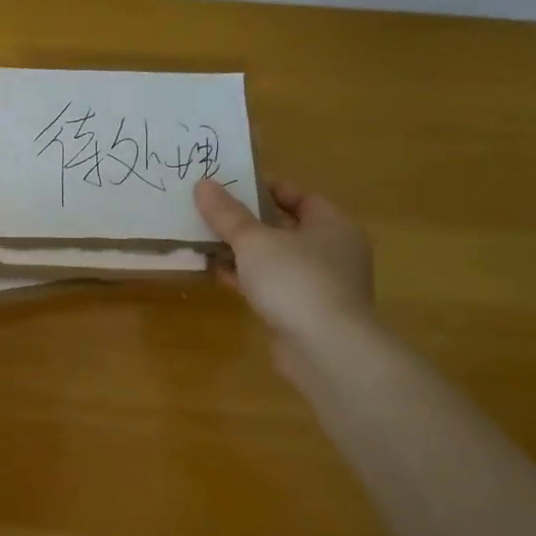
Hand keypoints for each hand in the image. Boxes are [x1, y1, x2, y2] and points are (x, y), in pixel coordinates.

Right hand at [195, 177, 374, 344]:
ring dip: (243, 251)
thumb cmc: (296, 281)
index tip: (230, 185)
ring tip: (205, 239)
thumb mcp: (254, 240)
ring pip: (274, 258)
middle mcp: (332, 252)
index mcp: (332, 225)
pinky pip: (270, 285)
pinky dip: (246, 278)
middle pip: (284, 226)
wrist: (326, 351)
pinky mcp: (303, 312)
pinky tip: (216, 272)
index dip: (265, 187)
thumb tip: (202, 184)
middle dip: (247, 220)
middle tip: (211, 210)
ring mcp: (319, 285)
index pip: (299, 195)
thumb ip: (227, 214)